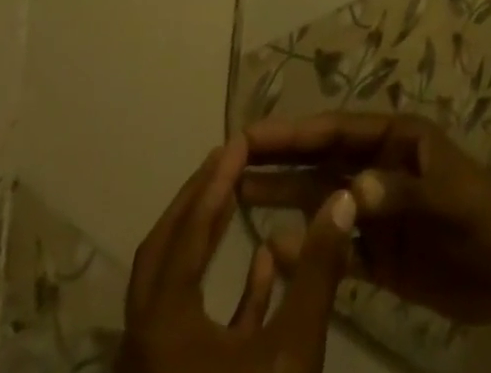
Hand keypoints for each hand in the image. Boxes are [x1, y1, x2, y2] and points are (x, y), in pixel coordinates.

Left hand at [119, 137, 357, 372]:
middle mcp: (146, 344)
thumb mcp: (293, 350)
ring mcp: (158, 372)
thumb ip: (319, 269)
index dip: (213, 183)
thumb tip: (344, 197)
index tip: (239, 141)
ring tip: (243, 199)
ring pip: (175, 289)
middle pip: (164, 254)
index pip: (186, 233)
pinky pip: (194, 326)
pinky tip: (267, 264)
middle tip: (230, 160)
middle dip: (197, 203)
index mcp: (163, 327)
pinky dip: (225, 290)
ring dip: (207, 241)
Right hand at [241, 114, 490, 325]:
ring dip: (284, 200)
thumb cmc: (484, 215)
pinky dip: (307, 251)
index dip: (294, 133)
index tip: (249, 135)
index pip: (337, 132)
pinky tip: (272, 255)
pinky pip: (336, 250)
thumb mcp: (447, 198)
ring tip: (237, 200)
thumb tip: (348, 192)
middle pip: (321, 162)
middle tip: (228, 163)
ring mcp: (379, 213)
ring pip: (322, 203)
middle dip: (279, 160)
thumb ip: (400, 194)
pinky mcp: (382, 255)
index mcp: (397, 141)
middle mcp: (381, 170)